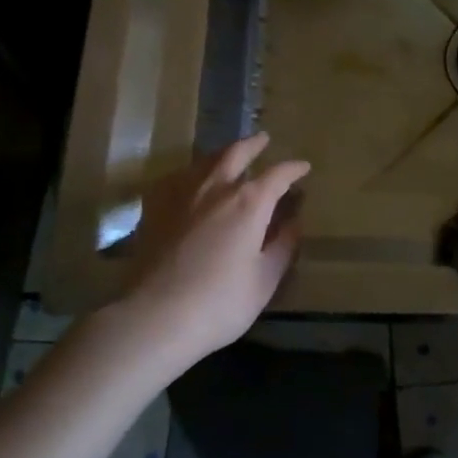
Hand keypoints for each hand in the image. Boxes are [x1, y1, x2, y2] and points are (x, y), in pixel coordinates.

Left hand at [103, 133, 309, 373]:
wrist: (154, 317)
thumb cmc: (220, 303)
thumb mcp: (264, 280)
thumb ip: (282, 246)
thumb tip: (294, 222)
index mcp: (249, 203)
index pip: (278, 174)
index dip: (293, 169)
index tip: (303, 167)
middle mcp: (216, 187)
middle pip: (236, 153)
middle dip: (254, 144)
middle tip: (263, 140)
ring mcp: (181, 194)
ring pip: (204, 161)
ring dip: (223, 153)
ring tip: (229, 155)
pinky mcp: (154, 208)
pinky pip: (176, 178)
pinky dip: (191, 173)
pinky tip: (190, 182)